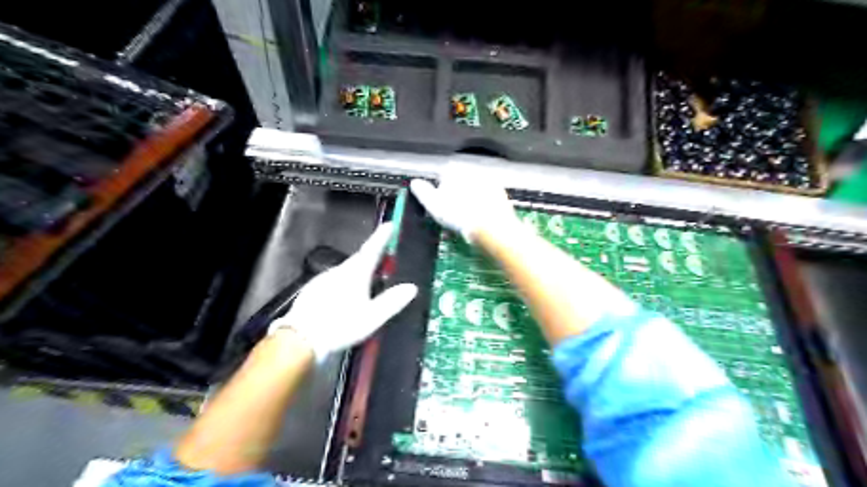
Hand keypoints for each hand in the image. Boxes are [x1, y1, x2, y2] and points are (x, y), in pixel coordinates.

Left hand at [270, 220, 419, 360]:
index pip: (371, 250)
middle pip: (358, 261)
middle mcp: (338, 271)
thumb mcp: (372, 317)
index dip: (381, 237)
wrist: (300, 340)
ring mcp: (322, 280)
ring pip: (345, 272)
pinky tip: (344, 299)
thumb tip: (412, 287)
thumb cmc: (340, 326)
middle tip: (384, 260)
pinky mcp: (312, 291)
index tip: (389, 225)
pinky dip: (343, 285)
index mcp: (354, 274)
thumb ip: (392, 301)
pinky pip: (333, 282)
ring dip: (357, 273)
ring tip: (367, 284)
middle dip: (371, 258)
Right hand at [411, 166, 515, 243]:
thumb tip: (415, 184)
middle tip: (449, 218)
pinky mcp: (501, 197)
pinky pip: (485, 203)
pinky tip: (475, 225)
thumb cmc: (460, 214)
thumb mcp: (432, 203)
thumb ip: (421, 191)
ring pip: (472, 194)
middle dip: (453, 199)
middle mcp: (473, 171)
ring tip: (461, 225)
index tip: (437, 207)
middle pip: (458, 184)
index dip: (438, 193)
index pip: (441, 176)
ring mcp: (489, 183)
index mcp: (456, 169)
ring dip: (466, 206)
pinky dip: (479, 211)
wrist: (492, 227)